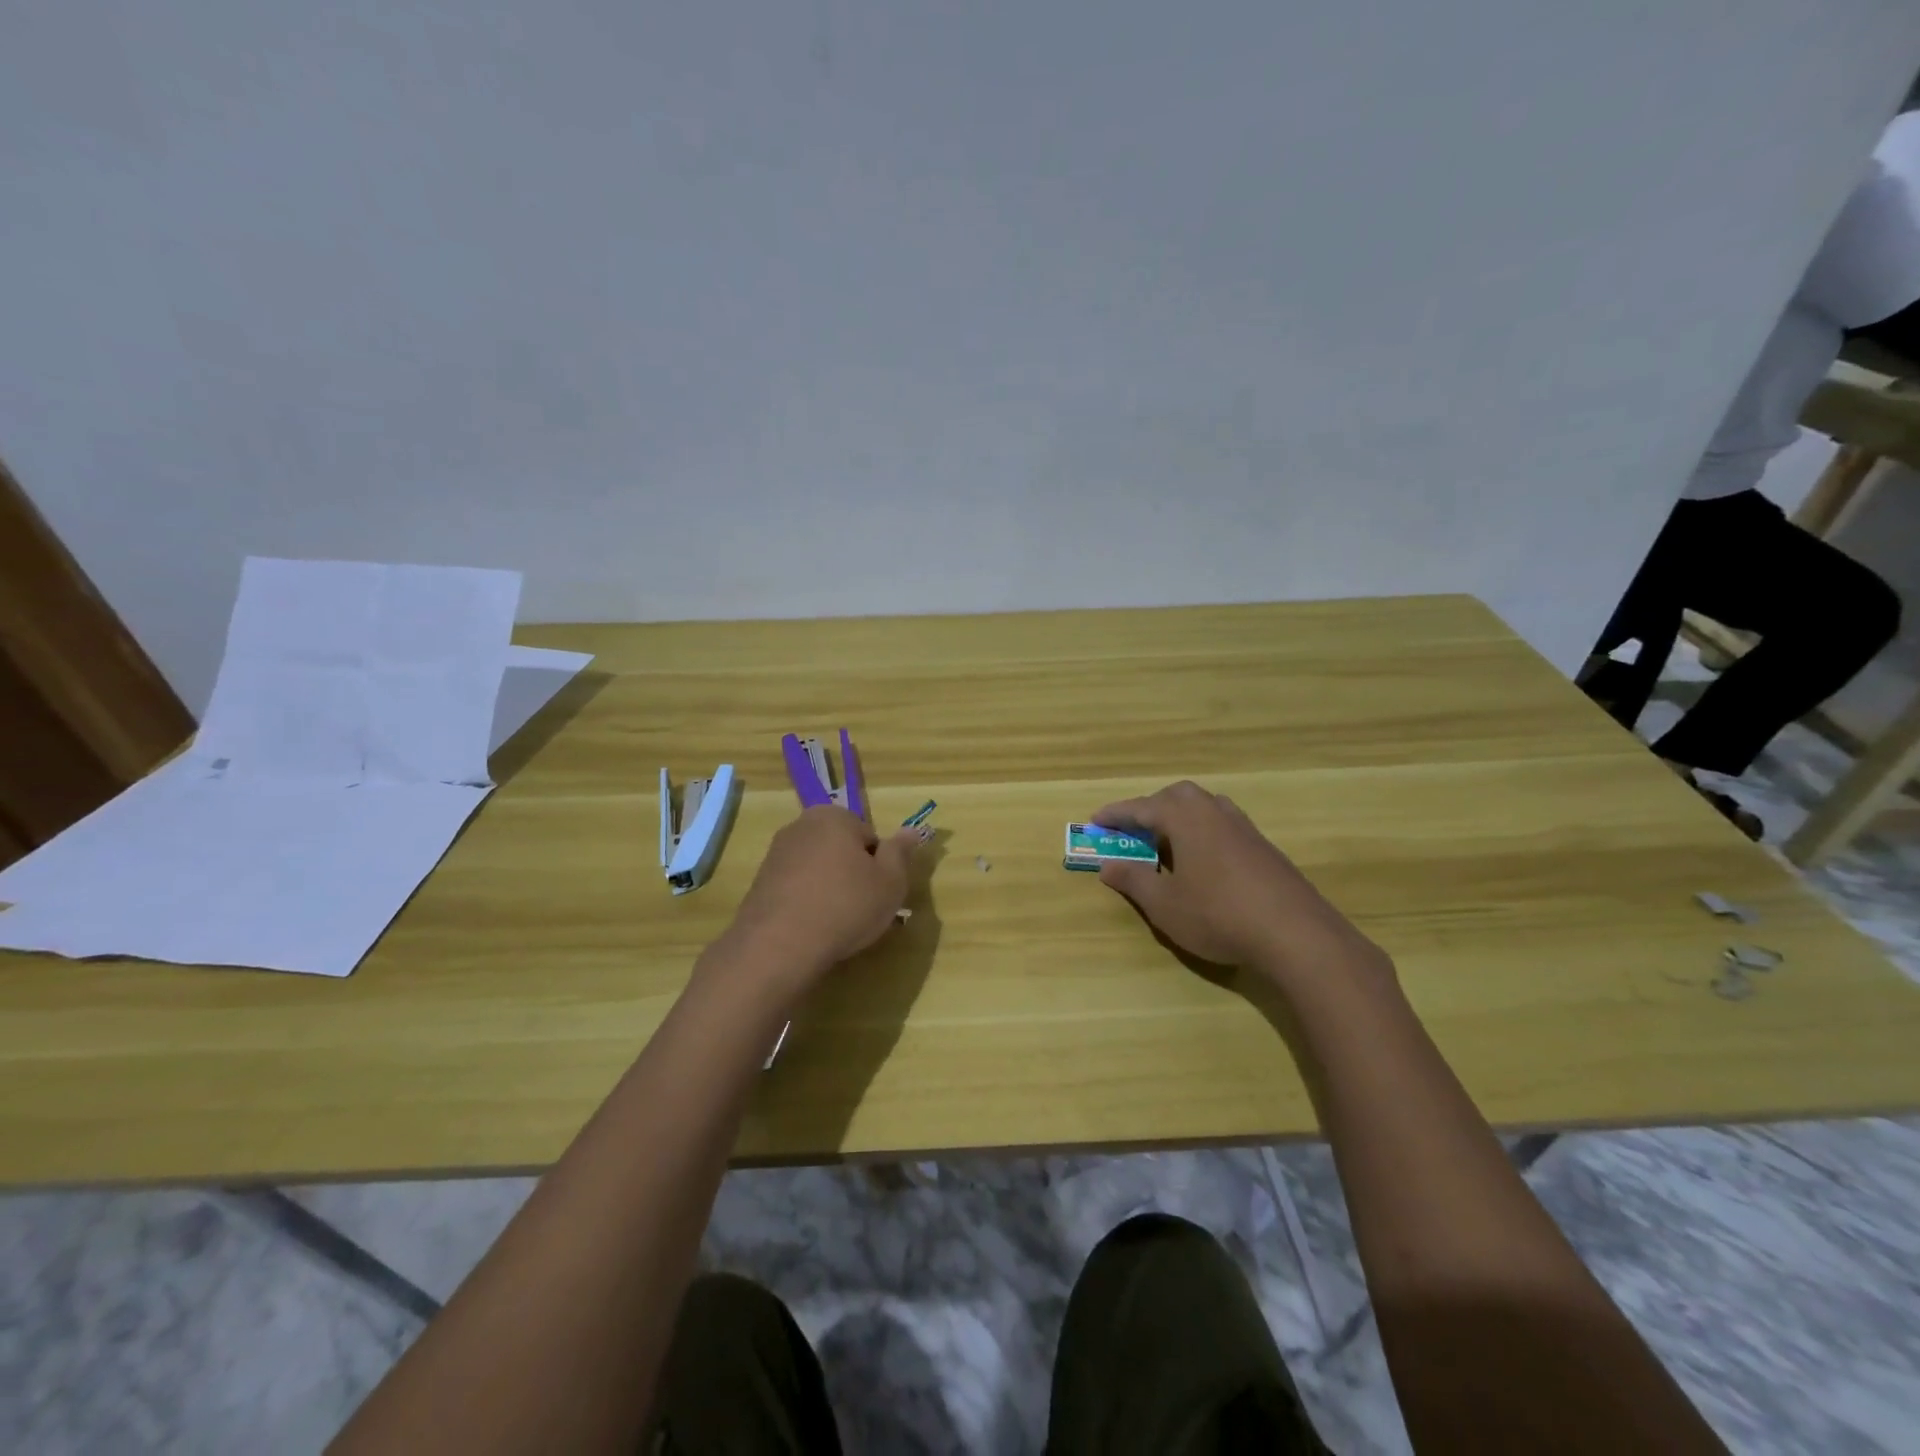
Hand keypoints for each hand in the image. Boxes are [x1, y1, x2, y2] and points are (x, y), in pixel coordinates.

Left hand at [724, 806, 929, 990]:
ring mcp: (776, 854)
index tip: (878, 892)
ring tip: (836, 924)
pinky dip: (806, 903)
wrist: (779, 945)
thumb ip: (901, 852)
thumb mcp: (890, 882)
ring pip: (818, 870)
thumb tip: (912, 830)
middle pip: (841, 850)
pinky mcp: (760, 883)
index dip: (879, 867)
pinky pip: (796, 888)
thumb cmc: (845, 906)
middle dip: (852, 875)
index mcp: (833, 817)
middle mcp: (800, 826)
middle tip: (862, 909)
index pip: (869, 837)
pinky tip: (811, 928)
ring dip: (829, 890)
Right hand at [1089, 781, 1390, 990]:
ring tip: (1168, 843)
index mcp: (1185, 818)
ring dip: (1181, 818)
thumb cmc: (1218, 914)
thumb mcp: (1164, 904)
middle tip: (1134, 830)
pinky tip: (1204, 862)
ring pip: (1205, 808)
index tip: (1095, 821)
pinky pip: (1224, 826)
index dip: (1116, 815)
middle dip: (1152, 808)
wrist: (1296, 934)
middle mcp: (1214, 812)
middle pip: (1177, 797)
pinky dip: (1204, 833)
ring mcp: (1244, 828)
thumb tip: (1108, 865)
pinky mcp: (1264, 848)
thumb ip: (1133, 880)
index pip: (1142, 807)